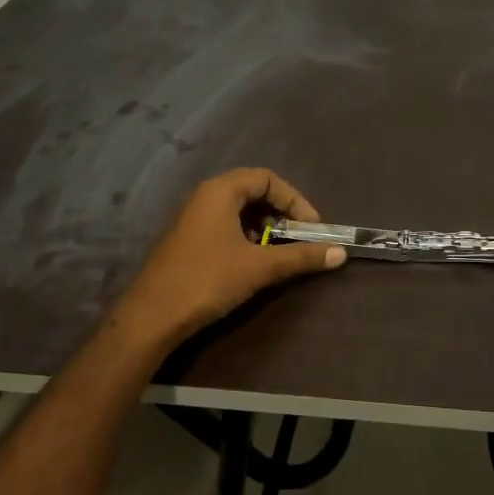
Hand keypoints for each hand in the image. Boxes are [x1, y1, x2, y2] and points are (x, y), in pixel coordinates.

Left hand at [112, 168, 345, 345]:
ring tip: (279, 253)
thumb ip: (301, 256)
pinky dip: (246, 238)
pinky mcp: (188, 242)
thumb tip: (341, 253)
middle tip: (299, 238)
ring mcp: (192, 220)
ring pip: (238, 212)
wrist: (152, 317)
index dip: (294, 199)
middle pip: (252, 192)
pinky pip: (224, 228)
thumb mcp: (260, 267)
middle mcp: (204, 198)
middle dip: (281, 213)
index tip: (311, 227)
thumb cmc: (208, 280)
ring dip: (264, 228)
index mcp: (219, 192)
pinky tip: (253, 264)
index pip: (266, 178)